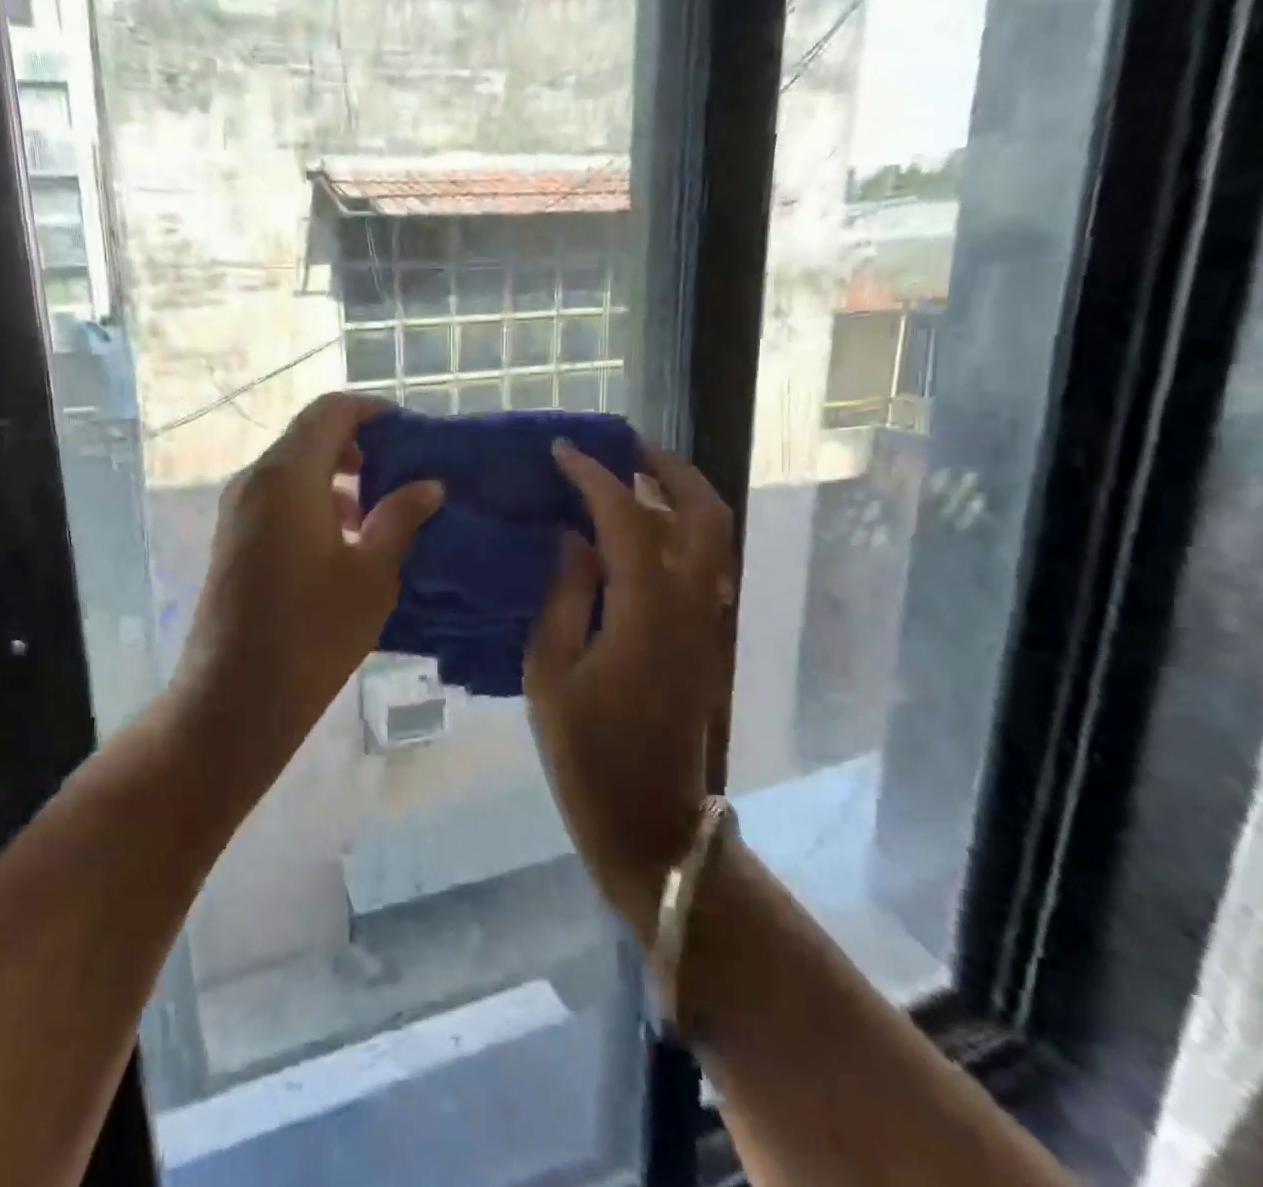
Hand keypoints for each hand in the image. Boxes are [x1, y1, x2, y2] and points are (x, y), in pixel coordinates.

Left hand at [172, 393, 441, 777]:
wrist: (236, 697)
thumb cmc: (313, 632)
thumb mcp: (371, 574)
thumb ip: (400, 518)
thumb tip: (428, 485)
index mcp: (288, 475)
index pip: (331, 411)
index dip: (372, 412)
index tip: (409, 433)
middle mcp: (255, 480)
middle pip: (309, 437)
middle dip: (358, 447)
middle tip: (401, 476)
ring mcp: (237, 509)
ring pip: (293, 469)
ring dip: (336, 479)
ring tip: (379, 515)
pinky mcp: (231, 538)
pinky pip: (276, 498)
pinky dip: (312, 502)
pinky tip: (343, 543)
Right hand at [525, 440, 736, 944]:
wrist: (650, 820)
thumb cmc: (586, 751)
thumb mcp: (550, 671)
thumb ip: (565, 595)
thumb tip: (574, 538)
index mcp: (646, 609)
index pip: (625, 516)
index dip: (593, 477)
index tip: (562, 451)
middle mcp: (692, 603)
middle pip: (700, 512)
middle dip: (666, 467)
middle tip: (625, 443)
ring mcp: (708, 621)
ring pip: (712, 535)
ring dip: (680, 494)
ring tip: (636, 473)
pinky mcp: (707, 638)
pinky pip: (703, 562)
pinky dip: (681, 528)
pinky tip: (643, 530)